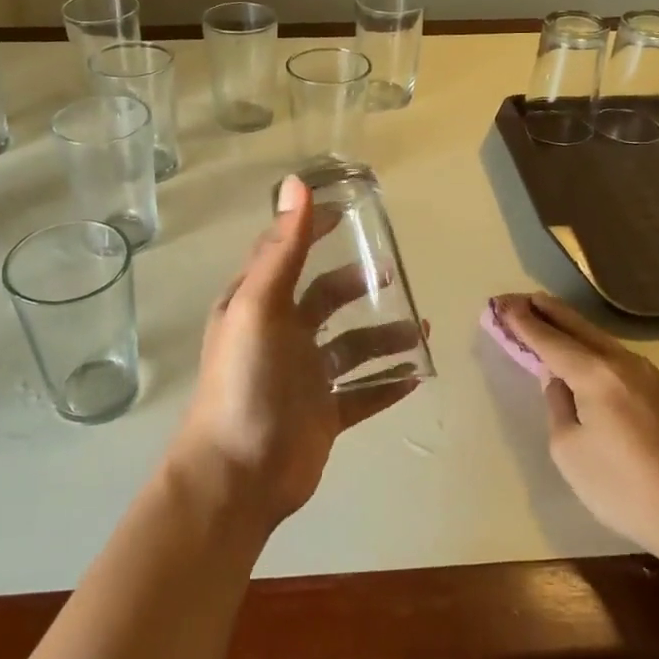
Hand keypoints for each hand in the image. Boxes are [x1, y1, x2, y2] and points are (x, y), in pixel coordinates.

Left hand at [172, 176, 425, 528]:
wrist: (238, 476)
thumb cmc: (244, 382)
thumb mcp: (259, 306)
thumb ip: (283, 249)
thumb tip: (297, 182)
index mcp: (259, 305)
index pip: (286, 253)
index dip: (312, 228)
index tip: (349, 210)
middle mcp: (281, 336)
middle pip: (324, 300)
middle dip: (355, 286)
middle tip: (391, 276)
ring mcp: (303, 378)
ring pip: (351, 348)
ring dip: (383, 338)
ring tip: (420, 329)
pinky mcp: (323, 415)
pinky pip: (363, 393)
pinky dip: (388, 384)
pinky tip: (418, 375)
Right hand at [498, 293, 658, 562]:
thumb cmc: (625, 489)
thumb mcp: (570, 451)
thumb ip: (558, 406)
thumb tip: (559, 381)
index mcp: (596, 375)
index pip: (550, 340)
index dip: (522, 322)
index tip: (501, 302)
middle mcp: (624, 363)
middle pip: (578, 327)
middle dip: (545, 311)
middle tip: (518, 298)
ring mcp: (650, 375)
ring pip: (600, 339)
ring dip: (570, 326)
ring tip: (546, 315)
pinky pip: (617, 356)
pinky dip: (591, 345)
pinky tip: (584, 351)